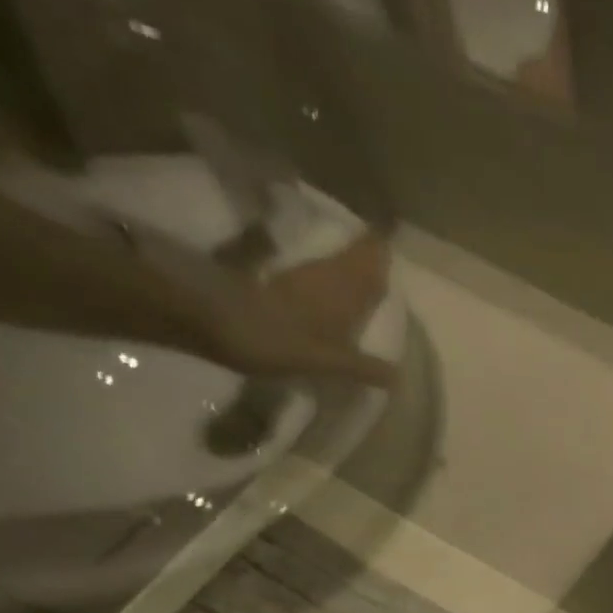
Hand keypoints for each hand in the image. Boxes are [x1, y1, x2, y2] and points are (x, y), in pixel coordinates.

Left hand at [198, 232, 396, 386]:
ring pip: (335, 264)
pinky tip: (332, 287)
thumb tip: (399, 377)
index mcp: (343, 289)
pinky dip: (329, 276)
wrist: (214, 321)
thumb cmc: (277, 340)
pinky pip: (317, 273)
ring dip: (350, 264)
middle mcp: (325, 274)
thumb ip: (362, 367)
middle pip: (353, 257)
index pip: (370, 258)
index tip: (395, 236)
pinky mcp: (279, 282)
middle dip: (368, 255)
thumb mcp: (326, 362)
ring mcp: (300, 275)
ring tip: (365, 272)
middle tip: (384, 257)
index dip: (382, 246)